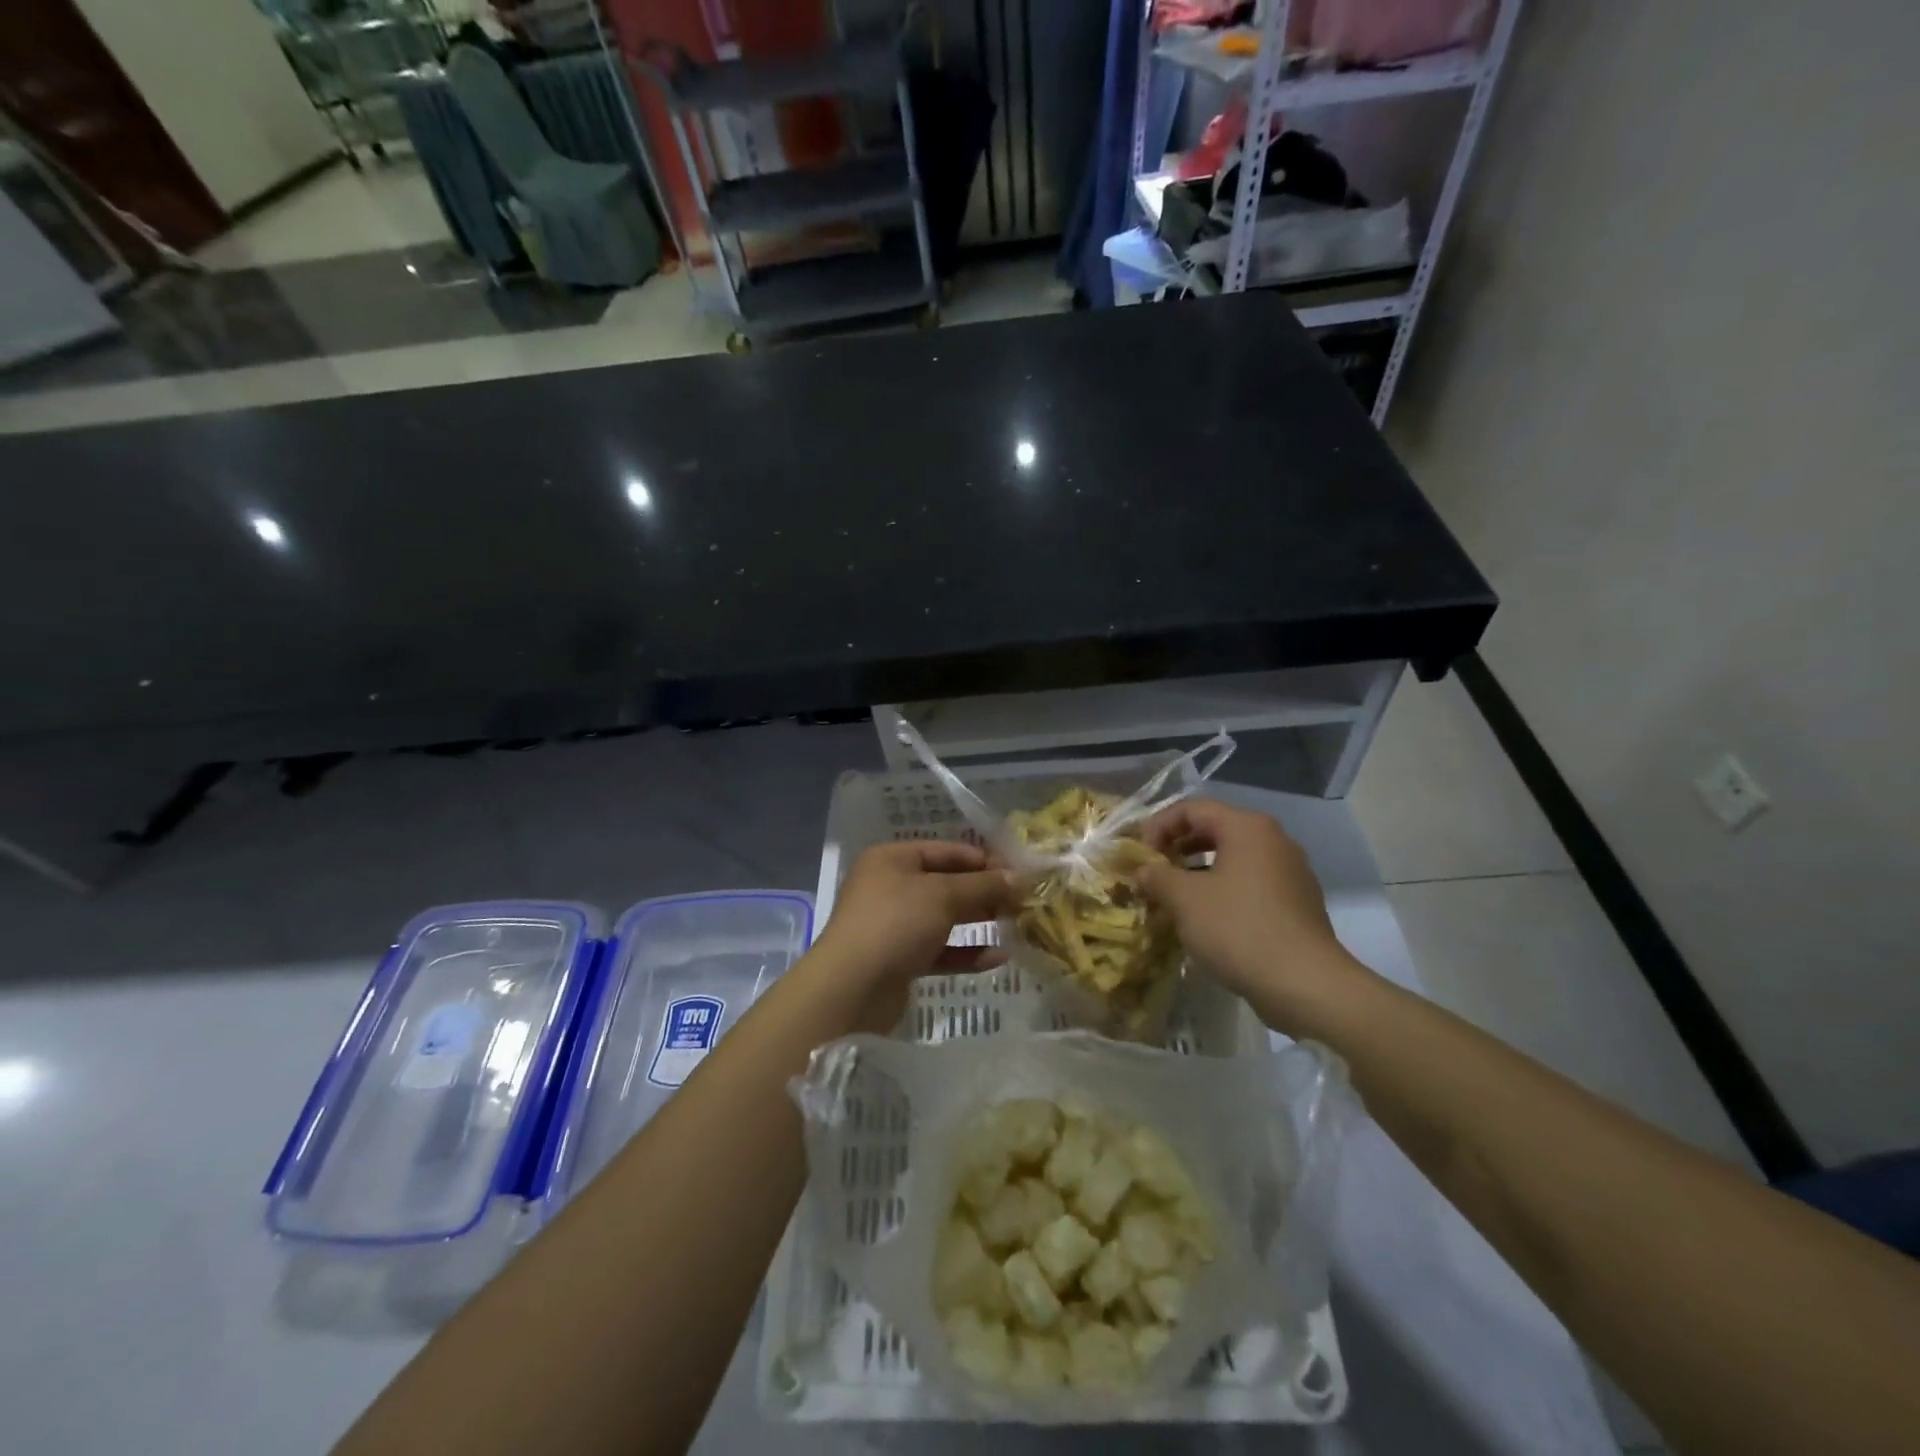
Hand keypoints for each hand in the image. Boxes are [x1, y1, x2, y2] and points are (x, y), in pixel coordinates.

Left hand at [808, 842, 1015, 1029]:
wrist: (850, 990)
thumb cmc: (895, 924)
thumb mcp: (943, 896)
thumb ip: (982, 885)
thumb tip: (1019, 877)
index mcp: (893, 859)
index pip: (947, 851)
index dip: (985, 859)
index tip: (1021, 873)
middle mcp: (891, 887)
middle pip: (947, 883)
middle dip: (985, 891)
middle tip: (1024, 901)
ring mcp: (894, 925)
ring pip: (944, 918)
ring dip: (978, 921)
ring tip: (1017, 925)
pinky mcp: (899, 960)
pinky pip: (939, 950)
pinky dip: (966, 952)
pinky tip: (997, 957)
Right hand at [1137, 799, 1366, 1029]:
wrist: (1304, 983)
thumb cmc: (1238, 928)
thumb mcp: (1185, 899)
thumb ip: (1157, 876)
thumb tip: (1142, 871)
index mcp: (1247, 828)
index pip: (1193, 808)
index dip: (1159, 825)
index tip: (1140, 855)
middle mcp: (1274, 840)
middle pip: (1215, 829)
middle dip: (1178, 847)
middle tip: (1154, 871)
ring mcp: (1290, 872)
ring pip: (1233, 858)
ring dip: (1198, 870)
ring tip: (1174, 896)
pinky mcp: (1297, 903)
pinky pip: (1250, 883)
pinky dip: (1223, 890)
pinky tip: (1206, 919)